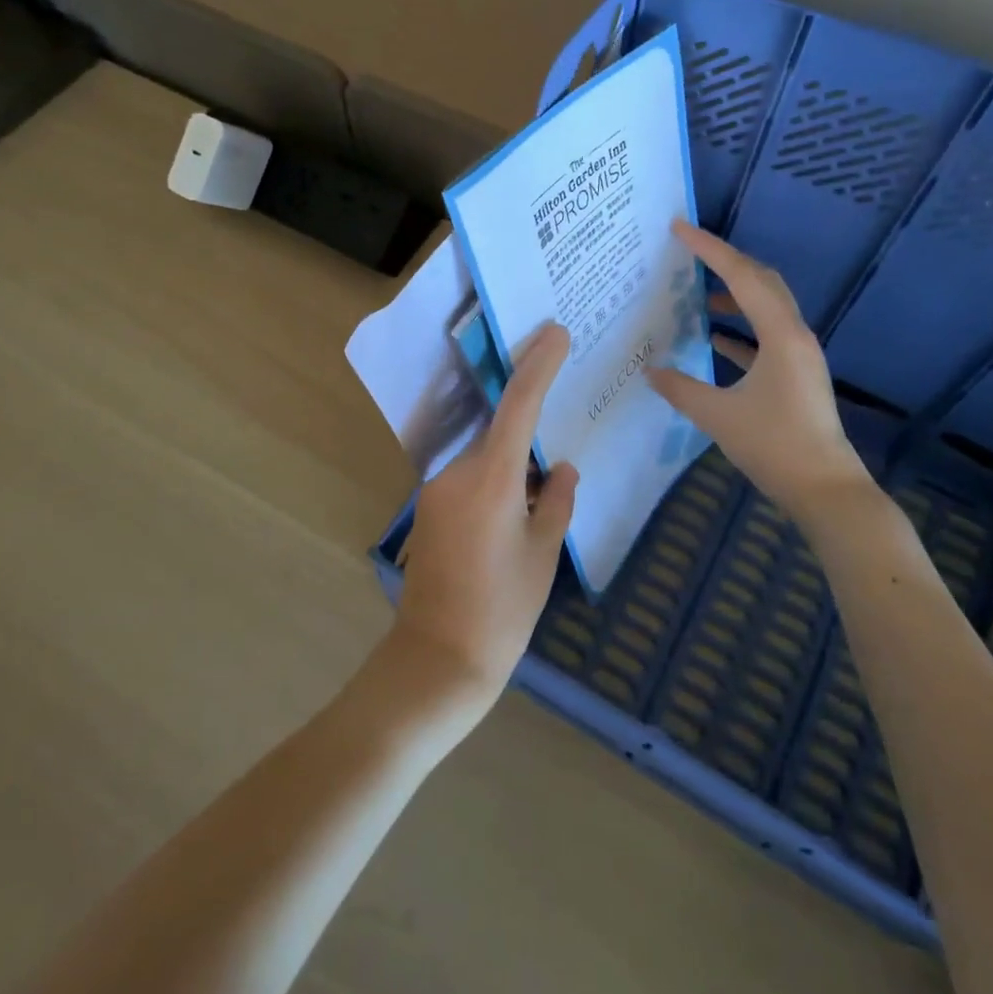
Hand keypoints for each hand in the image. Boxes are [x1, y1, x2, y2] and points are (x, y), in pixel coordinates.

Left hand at [392, 321, 578, 715]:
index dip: (538, 365)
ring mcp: (437, 489)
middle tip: (560, 433)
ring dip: (512, 464)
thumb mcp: (543, 555)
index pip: (519, 406)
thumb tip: (563, 469)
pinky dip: (495, 481)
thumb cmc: (503, 610)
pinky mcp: (429, 508)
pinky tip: (513, 514)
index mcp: (492, 480)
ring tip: (540, 496)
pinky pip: (469, 478)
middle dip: (530, 428)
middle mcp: (458, 473)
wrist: (438, 659)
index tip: (555, 333)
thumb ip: (557, 502)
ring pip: (485, 457)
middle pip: (500, 432)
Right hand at [647, 221, 871, 511]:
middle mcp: (795, 335)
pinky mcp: (797, 375)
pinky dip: (740, 330)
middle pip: (762, 281)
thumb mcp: (717, 416)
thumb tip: (649, 370)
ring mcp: (799, 355)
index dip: (709, 249)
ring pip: (766, 307)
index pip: (741, 277)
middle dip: (726, 262)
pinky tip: (714, 338)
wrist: (824, 489)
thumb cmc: (774, 446)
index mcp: (780, 335)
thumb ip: (680, 388)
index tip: (679, 228)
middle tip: (690, 252)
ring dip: (735, 294)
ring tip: (698, 294)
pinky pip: (766, 337)